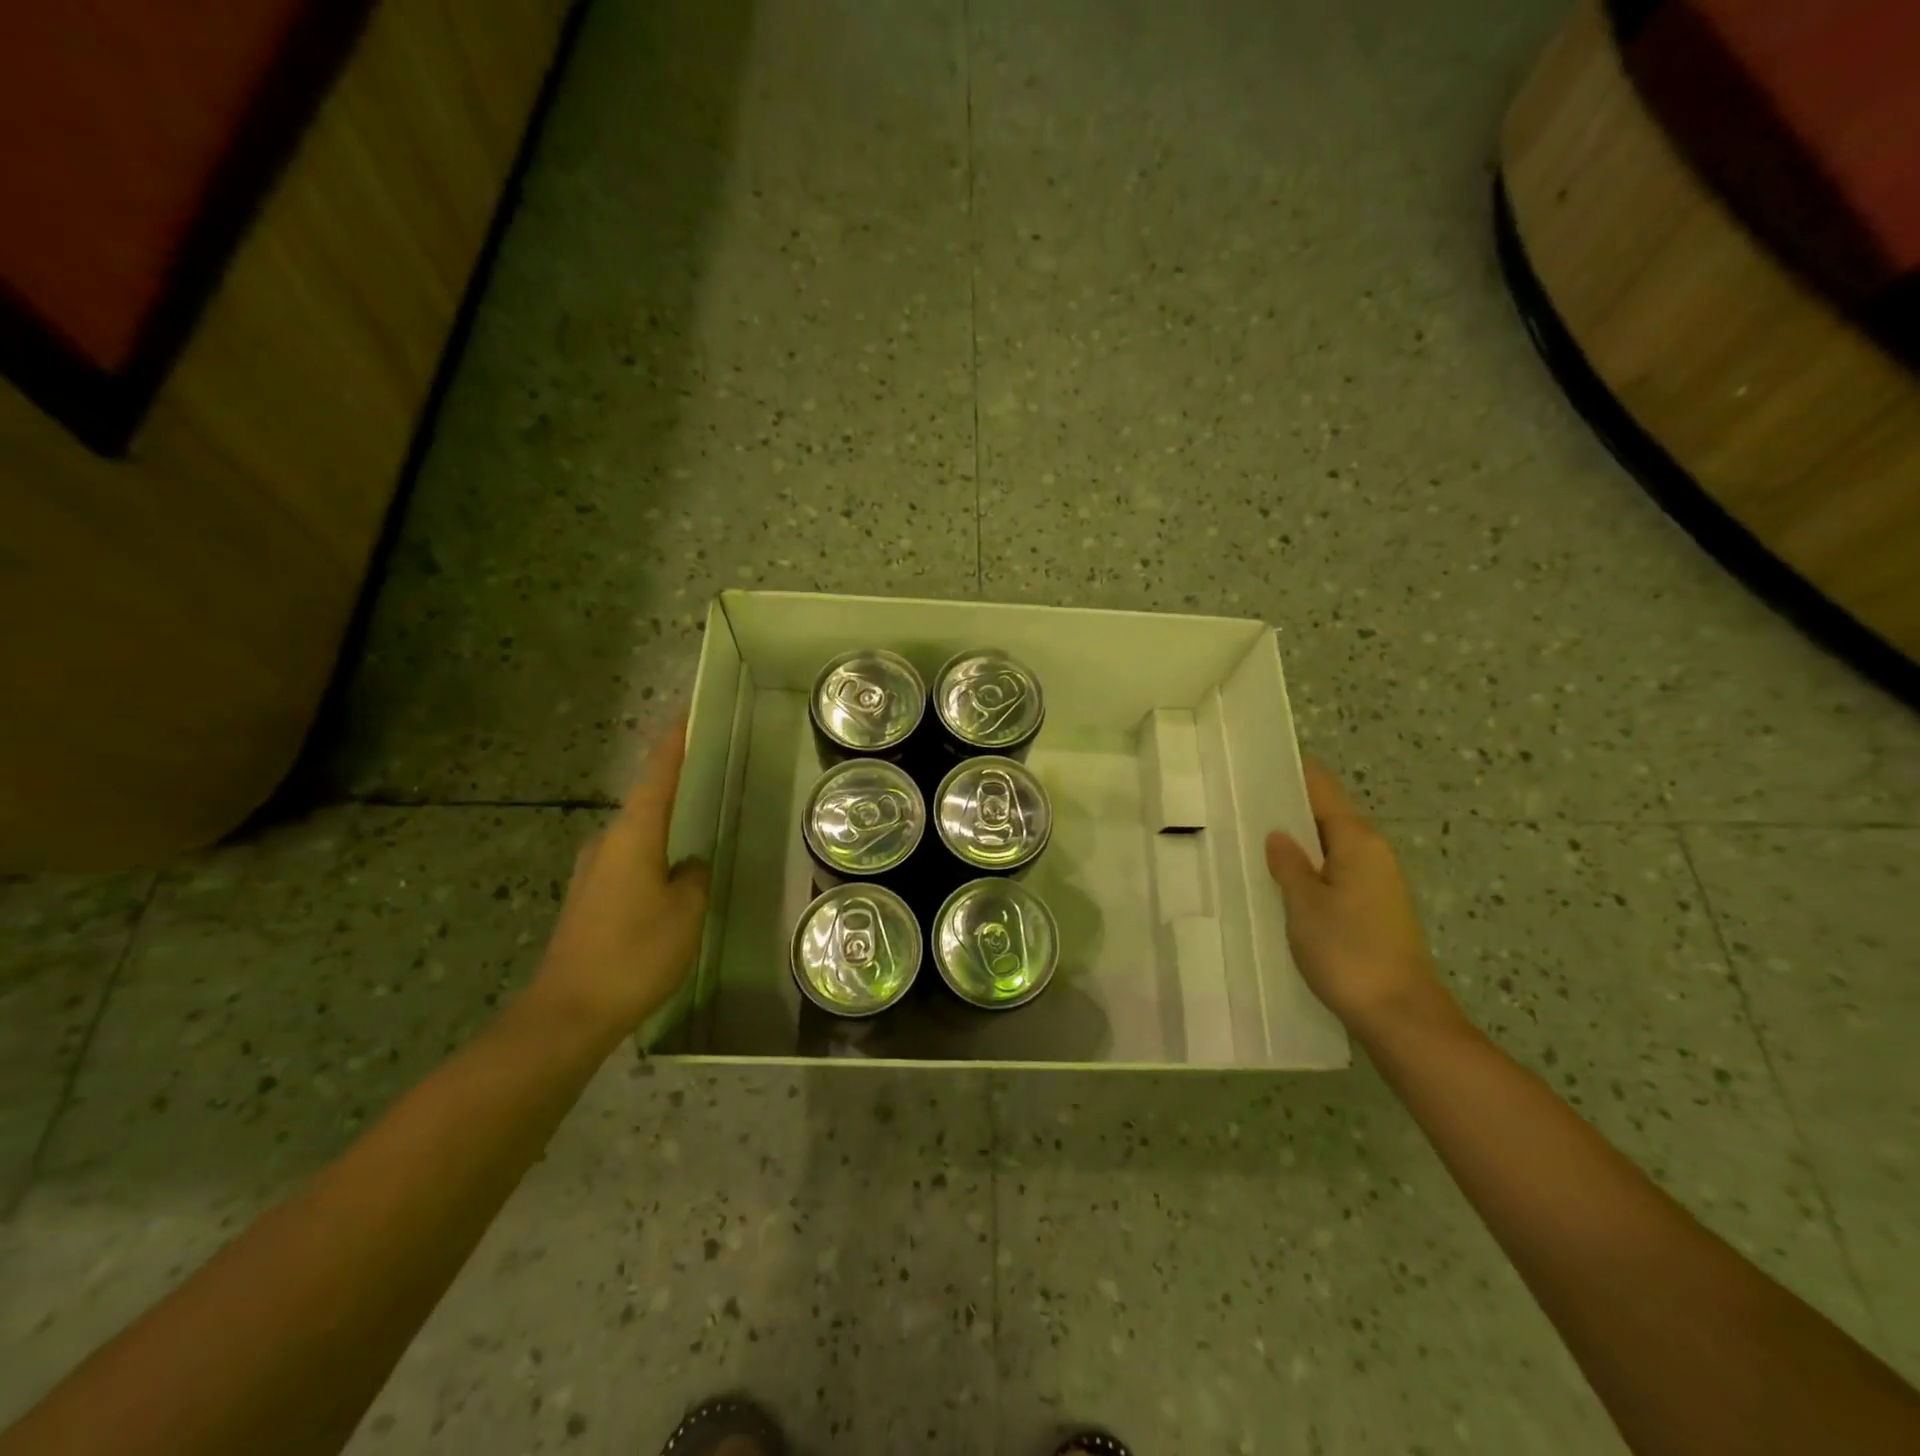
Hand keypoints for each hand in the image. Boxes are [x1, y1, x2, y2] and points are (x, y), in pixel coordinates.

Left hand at [531, 719, 710, 1034]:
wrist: (568, 1013)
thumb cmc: (635, 953)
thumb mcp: (685, 912)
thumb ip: (694, 877)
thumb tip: (689, 863)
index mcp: (633, 836)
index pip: (657, 776)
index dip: (673, 744)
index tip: (688, 715)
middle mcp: (606, 844)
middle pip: (646, 802)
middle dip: (674, 787)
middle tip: (709, 777)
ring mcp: (592, 872)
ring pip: (637, 836)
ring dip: (664, 828)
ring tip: (697, 831)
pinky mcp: (588, 900)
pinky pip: (628, 863)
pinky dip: (652, 857)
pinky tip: (671, 879)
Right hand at [1264, 759, 1456, 1038]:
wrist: (1400, 1014)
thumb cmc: (1347, 951)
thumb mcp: (1304, 904)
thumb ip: (1289, 864)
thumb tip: (1279, 835)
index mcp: (1357, 840)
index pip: (1322, 789)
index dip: (1293, 772)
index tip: (1258, 761)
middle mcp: (1373, 853)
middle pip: (1327, 815)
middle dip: (1289, 807)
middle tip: (1241, 801)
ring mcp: (1377, 881)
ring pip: (1330, 845)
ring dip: (1298, 840)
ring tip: (1253, 836)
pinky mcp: (1374, 908)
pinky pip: (1335, 871)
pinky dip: (1309, 866)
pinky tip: (1282, 879)